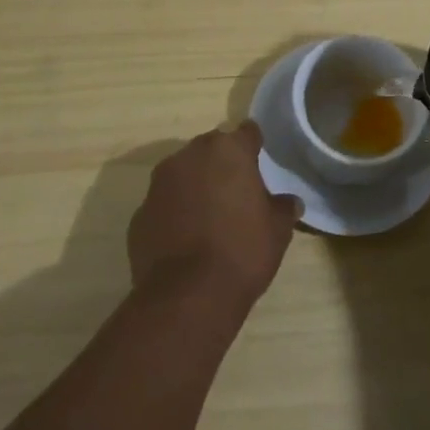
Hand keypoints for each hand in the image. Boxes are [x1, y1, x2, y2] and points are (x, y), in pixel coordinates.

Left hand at [128, 121, 301, 309]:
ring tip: (210, 217)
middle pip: (211, 149)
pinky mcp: (139, 214)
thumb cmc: (242, 251)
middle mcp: (189, 156)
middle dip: (222, 165)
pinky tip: (186, 240)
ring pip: (183, 174)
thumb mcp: (278, 230)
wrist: (188, 296)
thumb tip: (290, 203)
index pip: (247, 133)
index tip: (260, 161)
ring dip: (195, 187)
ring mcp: (159, 184)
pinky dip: (174, 214)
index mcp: (227, 150)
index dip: (254, 146)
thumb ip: (283, 208)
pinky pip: (164, 205)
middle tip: (237, 192)